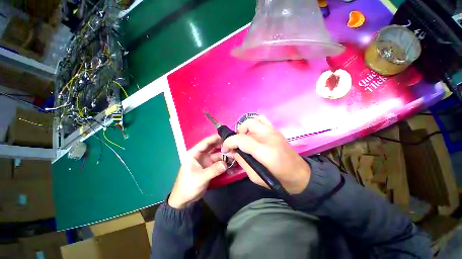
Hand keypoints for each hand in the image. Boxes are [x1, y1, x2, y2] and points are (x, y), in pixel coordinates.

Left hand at [168, 135, 226, 208]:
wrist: (184, 200)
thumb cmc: (188, 186)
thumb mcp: (201, 178)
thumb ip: (214, 170)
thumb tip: (226, 164)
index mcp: (194, 154)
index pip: (205, 143)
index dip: (214, 138)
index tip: (225, 135)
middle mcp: (200, 155)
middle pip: (212, 147)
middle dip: (222, 145)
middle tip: (232, 144)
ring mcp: (205, 161)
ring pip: (216, 154)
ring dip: (224, 154)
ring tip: (234, 154)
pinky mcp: (209, 167)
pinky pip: (218, 162)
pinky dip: (224, 161)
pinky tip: (231, 162)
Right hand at [222, 116, 310, 193]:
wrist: (299, 175)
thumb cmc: (278, 179)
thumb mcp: (255, 176)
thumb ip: (242, 161)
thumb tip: (232, 151)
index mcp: (264, 150)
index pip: (241, 139)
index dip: (229, 142)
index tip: (225, 149)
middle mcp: (269, 136)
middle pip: (247, 124)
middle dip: (236, 133)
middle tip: (235, 144)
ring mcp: (274, 131)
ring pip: (254, 119)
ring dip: (245, 127)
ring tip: (243, 137)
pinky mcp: (276, 130)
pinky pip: (262, 120)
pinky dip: (254, 124)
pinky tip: (253, 134)